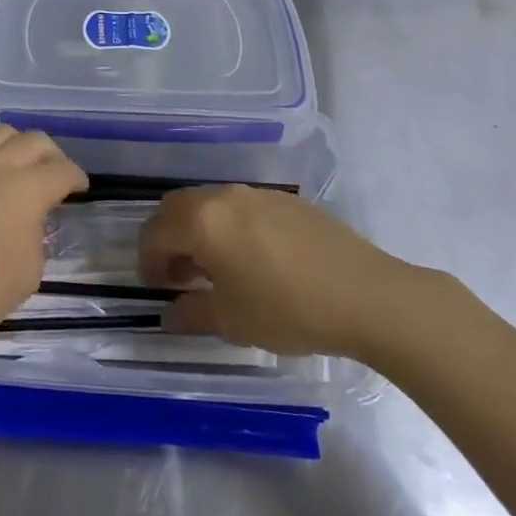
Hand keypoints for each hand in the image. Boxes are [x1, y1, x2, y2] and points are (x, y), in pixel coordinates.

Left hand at [0, 127, 87, 351]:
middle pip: (34, 141)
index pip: (62, 170)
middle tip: (50, 176)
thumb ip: (37, 237)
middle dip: (51, 157)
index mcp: (24, 190)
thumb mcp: (25, 276)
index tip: (77, 189)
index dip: (76, 178)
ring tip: (12, 166)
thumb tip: (31, 219)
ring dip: (14, 147)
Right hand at [138, 186, 424, 360]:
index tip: (156, 287)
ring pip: (209, 203)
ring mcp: (257, 194)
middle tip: (178, 274)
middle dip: (168, 238)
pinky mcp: (286, 200)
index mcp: (202, 221)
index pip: (155, 233)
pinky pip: (240, 206)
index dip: (148, 261)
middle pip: (177, 207)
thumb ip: (191, 313)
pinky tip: (251, 258)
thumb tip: (169, 314)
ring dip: (198, 230)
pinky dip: (228, 226)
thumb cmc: (288, 310)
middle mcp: (223, 197)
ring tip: (214, 268)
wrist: (368, 296)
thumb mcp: (232, 321)